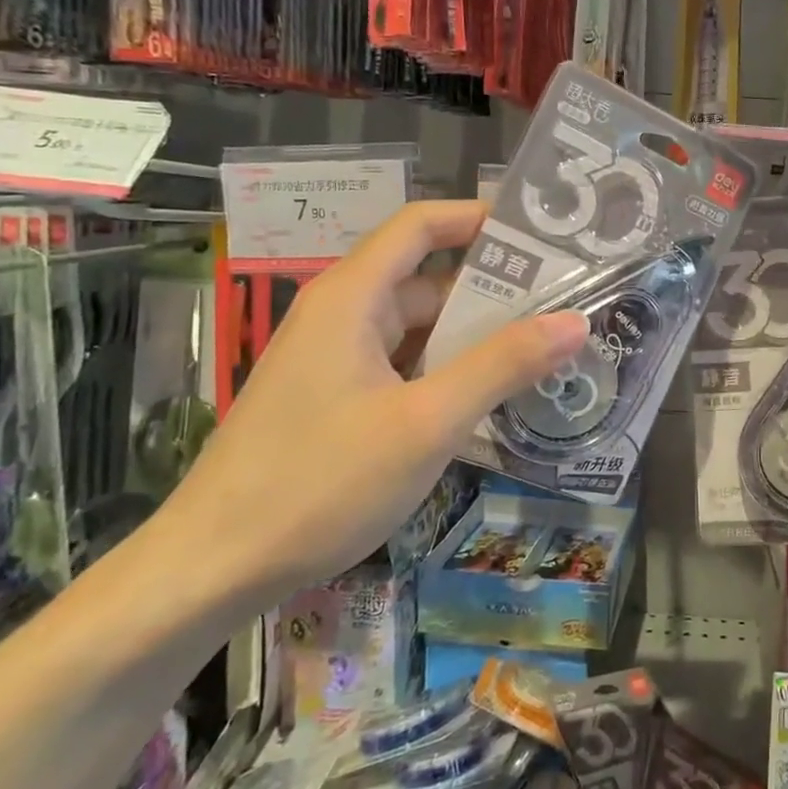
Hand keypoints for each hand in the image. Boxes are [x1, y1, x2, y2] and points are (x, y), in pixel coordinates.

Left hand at [153, 201, 588, 608]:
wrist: (211, 570)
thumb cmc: (319, 483)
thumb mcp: (427, 422)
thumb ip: (502, 365)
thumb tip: (576, 320)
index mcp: (352, 298)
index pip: (421, 226)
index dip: (478, 218)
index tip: (541, 233)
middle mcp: (341, 316)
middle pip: (426, 279)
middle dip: (494, 288)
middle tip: (564, 303)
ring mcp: (335, 360)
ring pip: (417, 329)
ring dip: (474, 336)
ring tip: (543, 349)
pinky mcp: (334, 400)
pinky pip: (402, 366)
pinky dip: (446, 371)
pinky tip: (488, 397)